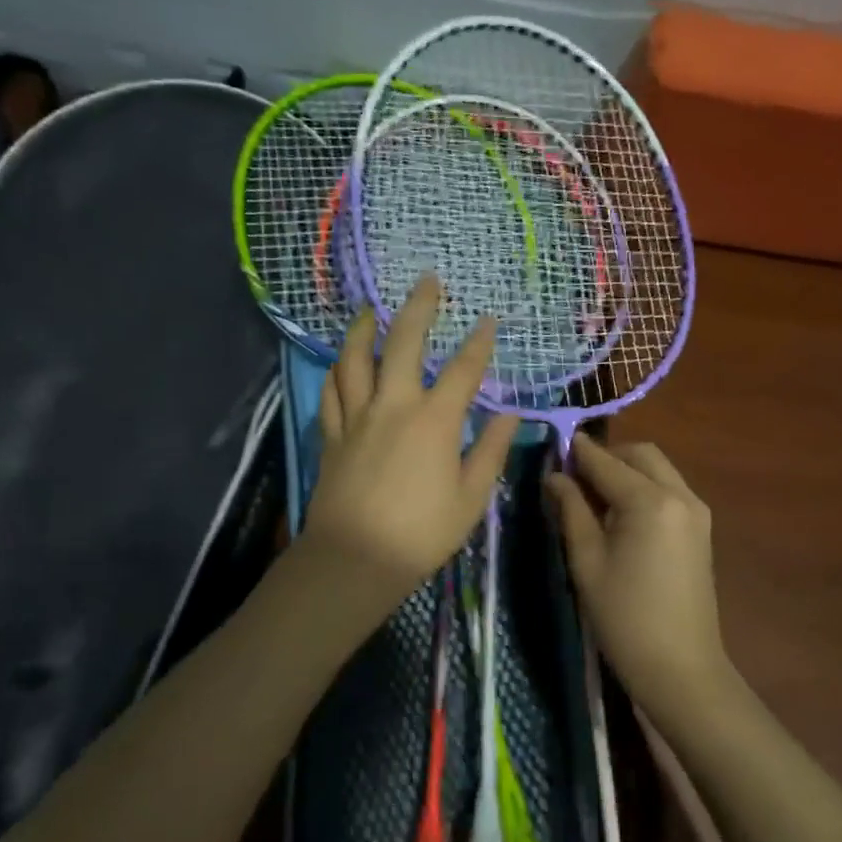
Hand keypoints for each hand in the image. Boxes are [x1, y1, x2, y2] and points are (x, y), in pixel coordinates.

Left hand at [301, 275, 517, 616]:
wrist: (353, 559)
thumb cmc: (421, 534)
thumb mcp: (470, 498)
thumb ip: (490, 451)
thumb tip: (510, 415)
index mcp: (434, 421)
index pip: (464, 370)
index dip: (479, 342)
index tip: (488, 320)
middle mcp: (394, 406)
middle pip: (404, 343)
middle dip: (418, 307)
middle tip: (426, 281)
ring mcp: (357, 417)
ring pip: (355, 358)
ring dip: (364, 328)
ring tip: (369, 309)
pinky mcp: (331, 435)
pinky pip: (331, 392)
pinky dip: (336, 371)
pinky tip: (340, 361)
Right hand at [545, 435, 727, 716]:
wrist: (680, 669)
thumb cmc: (624, 617)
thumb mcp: (587, 561)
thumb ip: (571, 510)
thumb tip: (555, 476)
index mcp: (650, 501)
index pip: (606, 461)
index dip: (577, 452)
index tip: (552, 447)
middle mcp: (680, 495)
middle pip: (640, 454)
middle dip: (607, 456)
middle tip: (574, 476)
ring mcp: (696, 511)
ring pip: (658, 468)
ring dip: (627, 469)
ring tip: (593, 495)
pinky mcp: (701, 529)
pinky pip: (669, 489)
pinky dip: (644, 486)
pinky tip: (620, 512)